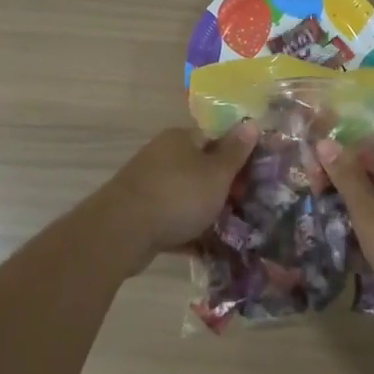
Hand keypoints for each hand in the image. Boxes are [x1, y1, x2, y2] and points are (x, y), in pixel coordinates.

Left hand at [87, 123, 257, 266]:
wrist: (121, 232)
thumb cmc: (178, 195)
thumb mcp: (216, 173)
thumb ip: (235, 152)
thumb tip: (251, 123)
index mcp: (180, 139)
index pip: (214, 138)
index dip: (236, 156)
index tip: (252, 178)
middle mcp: (162, 156)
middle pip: (200, 168)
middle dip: (221, 188)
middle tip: (244, 207)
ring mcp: (148, 185)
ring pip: (186, 196)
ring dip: (205, 212)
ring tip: (230, 232)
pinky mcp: (139, 214)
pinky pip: (171, 220)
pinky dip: (187, 232)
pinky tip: (205, 250)